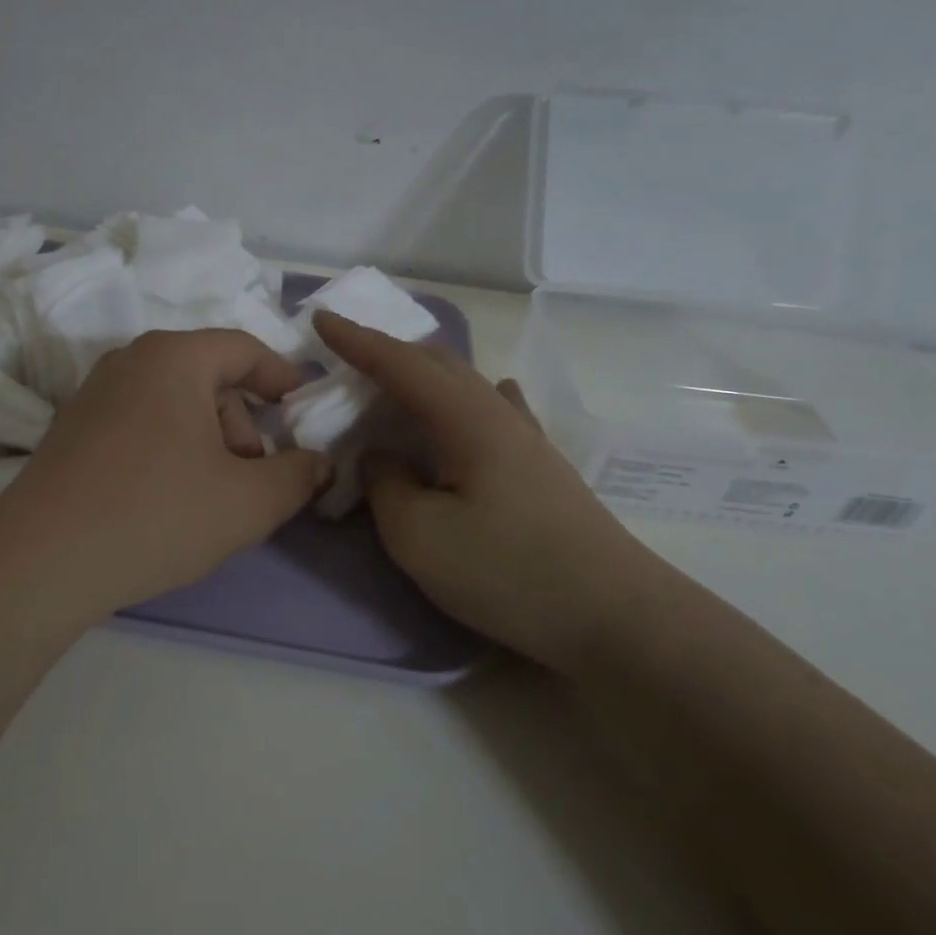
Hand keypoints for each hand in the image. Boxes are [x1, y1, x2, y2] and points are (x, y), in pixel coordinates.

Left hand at [0, 330, 331, 629]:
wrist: (41, 560)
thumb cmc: (157, 513)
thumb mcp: (248, 502)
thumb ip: (298, 476)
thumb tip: (319, 463)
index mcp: (173, 357)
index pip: (243, 349)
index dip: (281, 377)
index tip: (301, 409)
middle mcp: (130, 361)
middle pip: (209, 380)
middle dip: (242, 427)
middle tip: (252, 480)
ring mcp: (94, 394)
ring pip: (174, 405)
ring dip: (207, 444)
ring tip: (210, 500)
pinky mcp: (73, 430)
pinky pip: (141, 424)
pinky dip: (169, 451)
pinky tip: (167, 501)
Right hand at [314, 311, 657, 671]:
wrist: (614, 616)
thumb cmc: (508, 572)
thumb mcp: (419, 536)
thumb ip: (386, 485)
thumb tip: (381, 455)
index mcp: (465, 419)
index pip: (400, 364)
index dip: (357, 341)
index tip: (320, 318)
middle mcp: (497, 414)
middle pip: (437, 363)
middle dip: (388, 350)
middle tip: (347, 353)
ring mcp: (526, 438)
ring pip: (467, 383)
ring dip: (424, 372)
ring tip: (395, 380)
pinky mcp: (541, 466)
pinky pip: (497, 409)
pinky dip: (470, 396)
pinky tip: (486, 396)